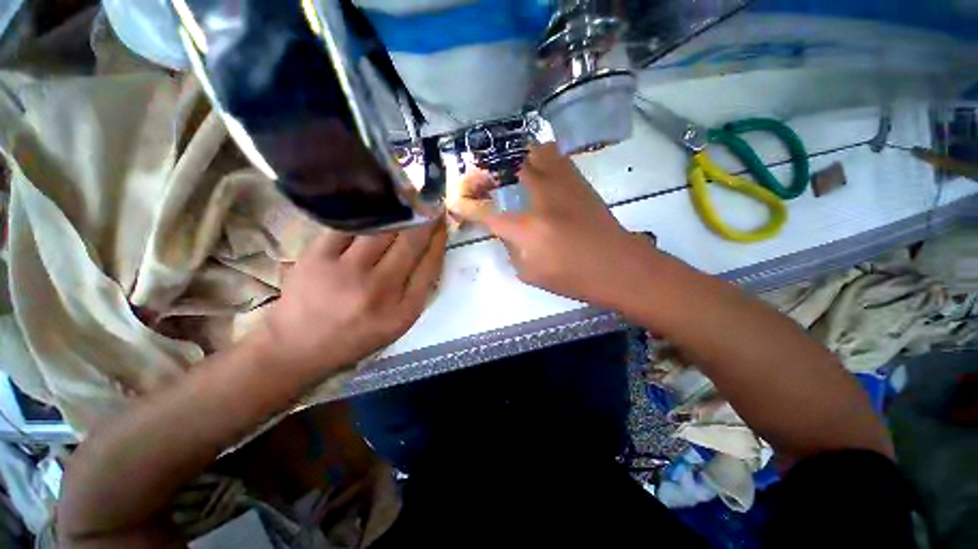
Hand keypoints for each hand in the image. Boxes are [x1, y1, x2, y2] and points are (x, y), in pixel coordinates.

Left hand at [256, 219, 447, 374]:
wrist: (298, 346)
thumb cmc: (357, 335)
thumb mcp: (398, 322)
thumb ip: (418, 289)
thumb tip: (432, 249)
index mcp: (403, 310)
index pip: (430, 265)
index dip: (439, 239)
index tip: (442, 222)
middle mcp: (379, 290)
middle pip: (410, 243)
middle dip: (425, 218)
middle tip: (430, 202)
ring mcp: (346, 272)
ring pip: (383, 229)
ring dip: (399, 211)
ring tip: (407, 198)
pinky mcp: (317, 258)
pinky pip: (350, 226)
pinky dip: (366, 214)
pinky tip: (374, 205)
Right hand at [451, 144, 652, 306]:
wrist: (617, 265)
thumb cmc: (572, 277)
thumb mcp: (529, 272)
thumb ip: (510, 247)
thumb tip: (503, 227)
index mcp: (528, 229)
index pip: (486, 213)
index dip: (467, 207)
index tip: (456, 203)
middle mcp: (541, 198)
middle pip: (504, 171)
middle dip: (485, 174)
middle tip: (479, 181)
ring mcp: (561, 183)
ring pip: (529, 152)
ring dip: (512, 160)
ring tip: (506, 171)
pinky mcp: (577, 179)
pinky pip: (552, 154)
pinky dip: (536, 157)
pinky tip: (533, 169)